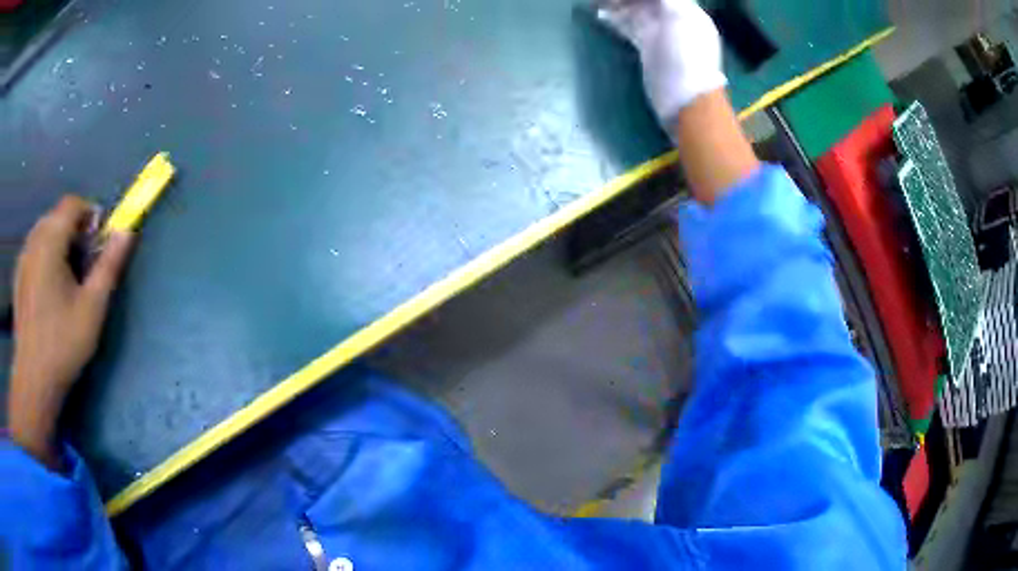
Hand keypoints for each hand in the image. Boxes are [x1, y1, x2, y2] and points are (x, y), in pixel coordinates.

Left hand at [8, 196, 134, 468]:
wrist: (33, 380)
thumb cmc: (62, 344)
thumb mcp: (92, 307)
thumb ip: (109, 265)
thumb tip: (127, 232)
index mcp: (51, 240)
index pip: (72, 204)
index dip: (89, 214)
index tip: (98, 242)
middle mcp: (34, 239)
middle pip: (57, 216)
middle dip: (73, 230)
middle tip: (83, 265)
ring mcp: (23, 258)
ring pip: (44, 232)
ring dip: (58, 243)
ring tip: (65, 280)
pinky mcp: (18, 277)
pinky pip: (33, 251)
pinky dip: (44, 257)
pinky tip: (48, 292)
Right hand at [598, 0, 726, 123]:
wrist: (685, 101)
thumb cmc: (685, 57)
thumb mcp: (678, 16)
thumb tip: (639, 0)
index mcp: (687, 10)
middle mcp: (675, 19)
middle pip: (647, 1)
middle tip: (604, 0)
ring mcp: (661, 35)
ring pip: (636, 10)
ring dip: (618, 5)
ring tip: (597, 4)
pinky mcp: (649, 50)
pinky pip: (631, 27)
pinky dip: (617, 19)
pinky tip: (601, 16)